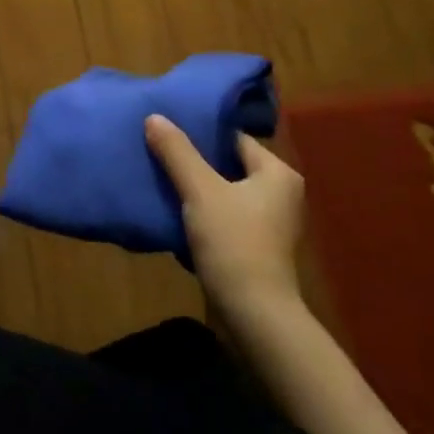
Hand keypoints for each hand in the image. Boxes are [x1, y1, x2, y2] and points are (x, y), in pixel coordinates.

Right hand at [145, 115, 304, 316]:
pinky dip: (199, 213)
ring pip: (221, 192)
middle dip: (192, 160)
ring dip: (193, 188)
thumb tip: (154, 116)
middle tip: (156, 148)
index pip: (232, 138)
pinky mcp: (254, 247)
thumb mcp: (200, 191)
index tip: (166, 127)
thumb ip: (177, 152)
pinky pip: (222, 217)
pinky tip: (171, 210)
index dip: (199, 131)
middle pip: (226, 164)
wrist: (254, 317)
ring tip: (157, 175)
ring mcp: (268, 224)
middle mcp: (279, 194)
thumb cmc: (234, 243)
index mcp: (277, 173)